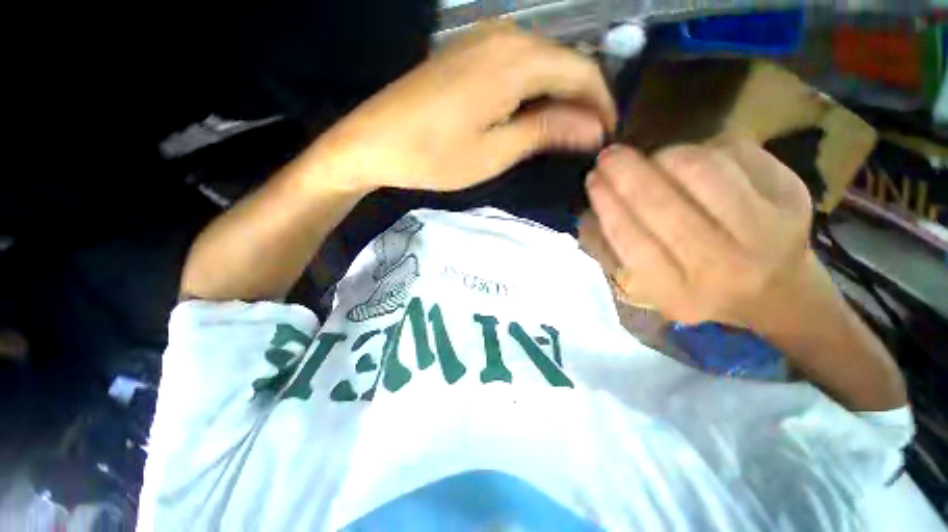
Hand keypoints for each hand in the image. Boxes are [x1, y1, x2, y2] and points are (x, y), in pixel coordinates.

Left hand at [309, 23, 615, 191]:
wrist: (374, 142)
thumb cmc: (434, 156)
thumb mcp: (495, 152)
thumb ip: (545, 131)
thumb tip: (592, 127)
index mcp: (515, 61)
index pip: (582, 71)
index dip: (601, 104)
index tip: (606, 135)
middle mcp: (505, 36)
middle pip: (564, 61)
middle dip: (582, 100)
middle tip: (585, 139)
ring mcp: (482, 40)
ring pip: (542, 61)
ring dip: (558, 94)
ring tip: (563, 132)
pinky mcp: (466, 52)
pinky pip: (517, 63)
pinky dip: (534, 88)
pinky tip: (532, 112)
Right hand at [585, 138, 814, 326]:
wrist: (776, 291)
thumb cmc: (697, 288)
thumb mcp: (646, 287)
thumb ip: (611, 252)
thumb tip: (590, 210)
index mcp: (678, 292)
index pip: (632, 240)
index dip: (608, 204)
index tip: (592, 179)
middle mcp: (723, 266)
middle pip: (664, 204)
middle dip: (626, 172)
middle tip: (608, 156)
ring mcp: (766, 229)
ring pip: (700, 169)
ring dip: (663, 156)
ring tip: (651, 160)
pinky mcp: (792, 195)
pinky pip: (733, 152)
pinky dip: (701, 148)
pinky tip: (691, 162)